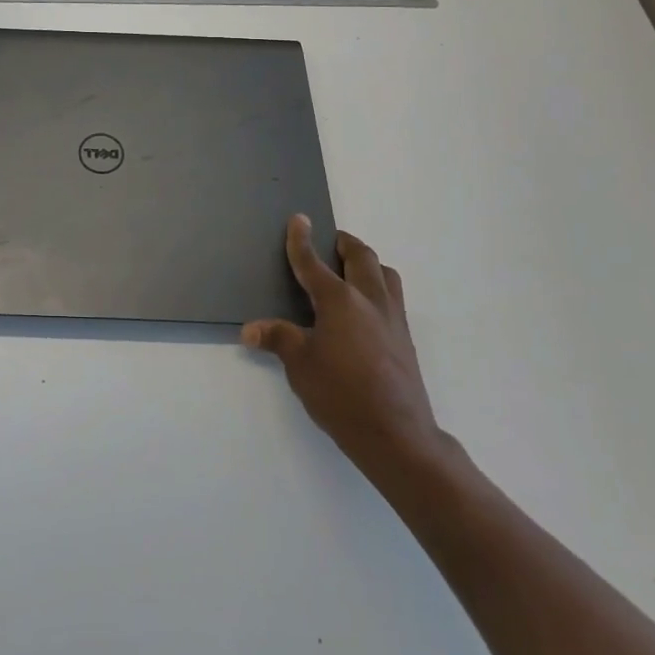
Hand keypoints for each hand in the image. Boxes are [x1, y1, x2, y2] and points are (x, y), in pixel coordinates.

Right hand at [243, 216, 455, 494]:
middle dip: (344, 243)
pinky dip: (379, 288)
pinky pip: (393, 297)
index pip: (313, 262)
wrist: (397, 435)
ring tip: (352, 270)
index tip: (299, 219)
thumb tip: (249, 330)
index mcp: (339, 300)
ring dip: (368, 264)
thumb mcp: (300, 365)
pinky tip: (366, 310)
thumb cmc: (341, 395)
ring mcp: (392, 318)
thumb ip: (278, 339)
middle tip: (331, 241)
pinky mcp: (405, 338)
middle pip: (361, 256)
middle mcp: (369, 300)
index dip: (301, 240)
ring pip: (385, 274)